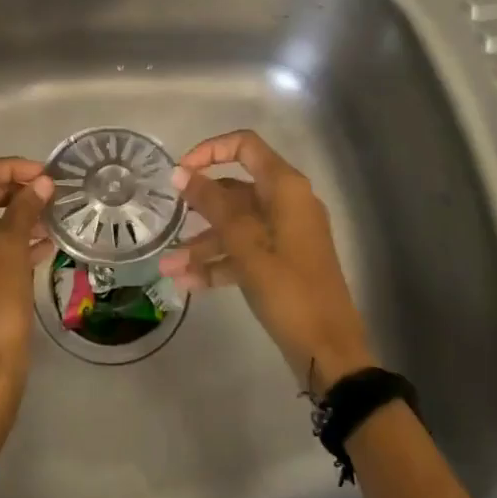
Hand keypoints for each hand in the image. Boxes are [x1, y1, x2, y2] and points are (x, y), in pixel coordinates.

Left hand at [0, 158, 53, 411]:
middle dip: (13, 193)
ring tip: (48, 223)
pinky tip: (37, 251)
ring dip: (12, 220)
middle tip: (48, 196)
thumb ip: (26, 208)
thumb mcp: (14, 248)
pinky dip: (2, 245)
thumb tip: (41, 183)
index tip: (45, 175)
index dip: (13, 167)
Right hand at [159, 131, 374, 394]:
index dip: (209, 151)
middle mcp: (286, 203)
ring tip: (167, 267)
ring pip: (236, 226)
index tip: (180, 173)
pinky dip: (218, 264)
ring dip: (202, 244)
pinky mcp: (282, 263)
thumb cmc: (288, 288)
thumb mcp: (245, 243)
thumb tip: (180, 173)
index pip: (244, 146)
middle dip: (199, 207)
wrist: (330, 351)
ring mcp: (285, 235)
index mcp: (285, 187)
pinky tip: (186, 283)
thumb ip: (211, 204)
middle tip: (168, 218)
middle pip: (235, 190)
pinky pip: (243, 252)